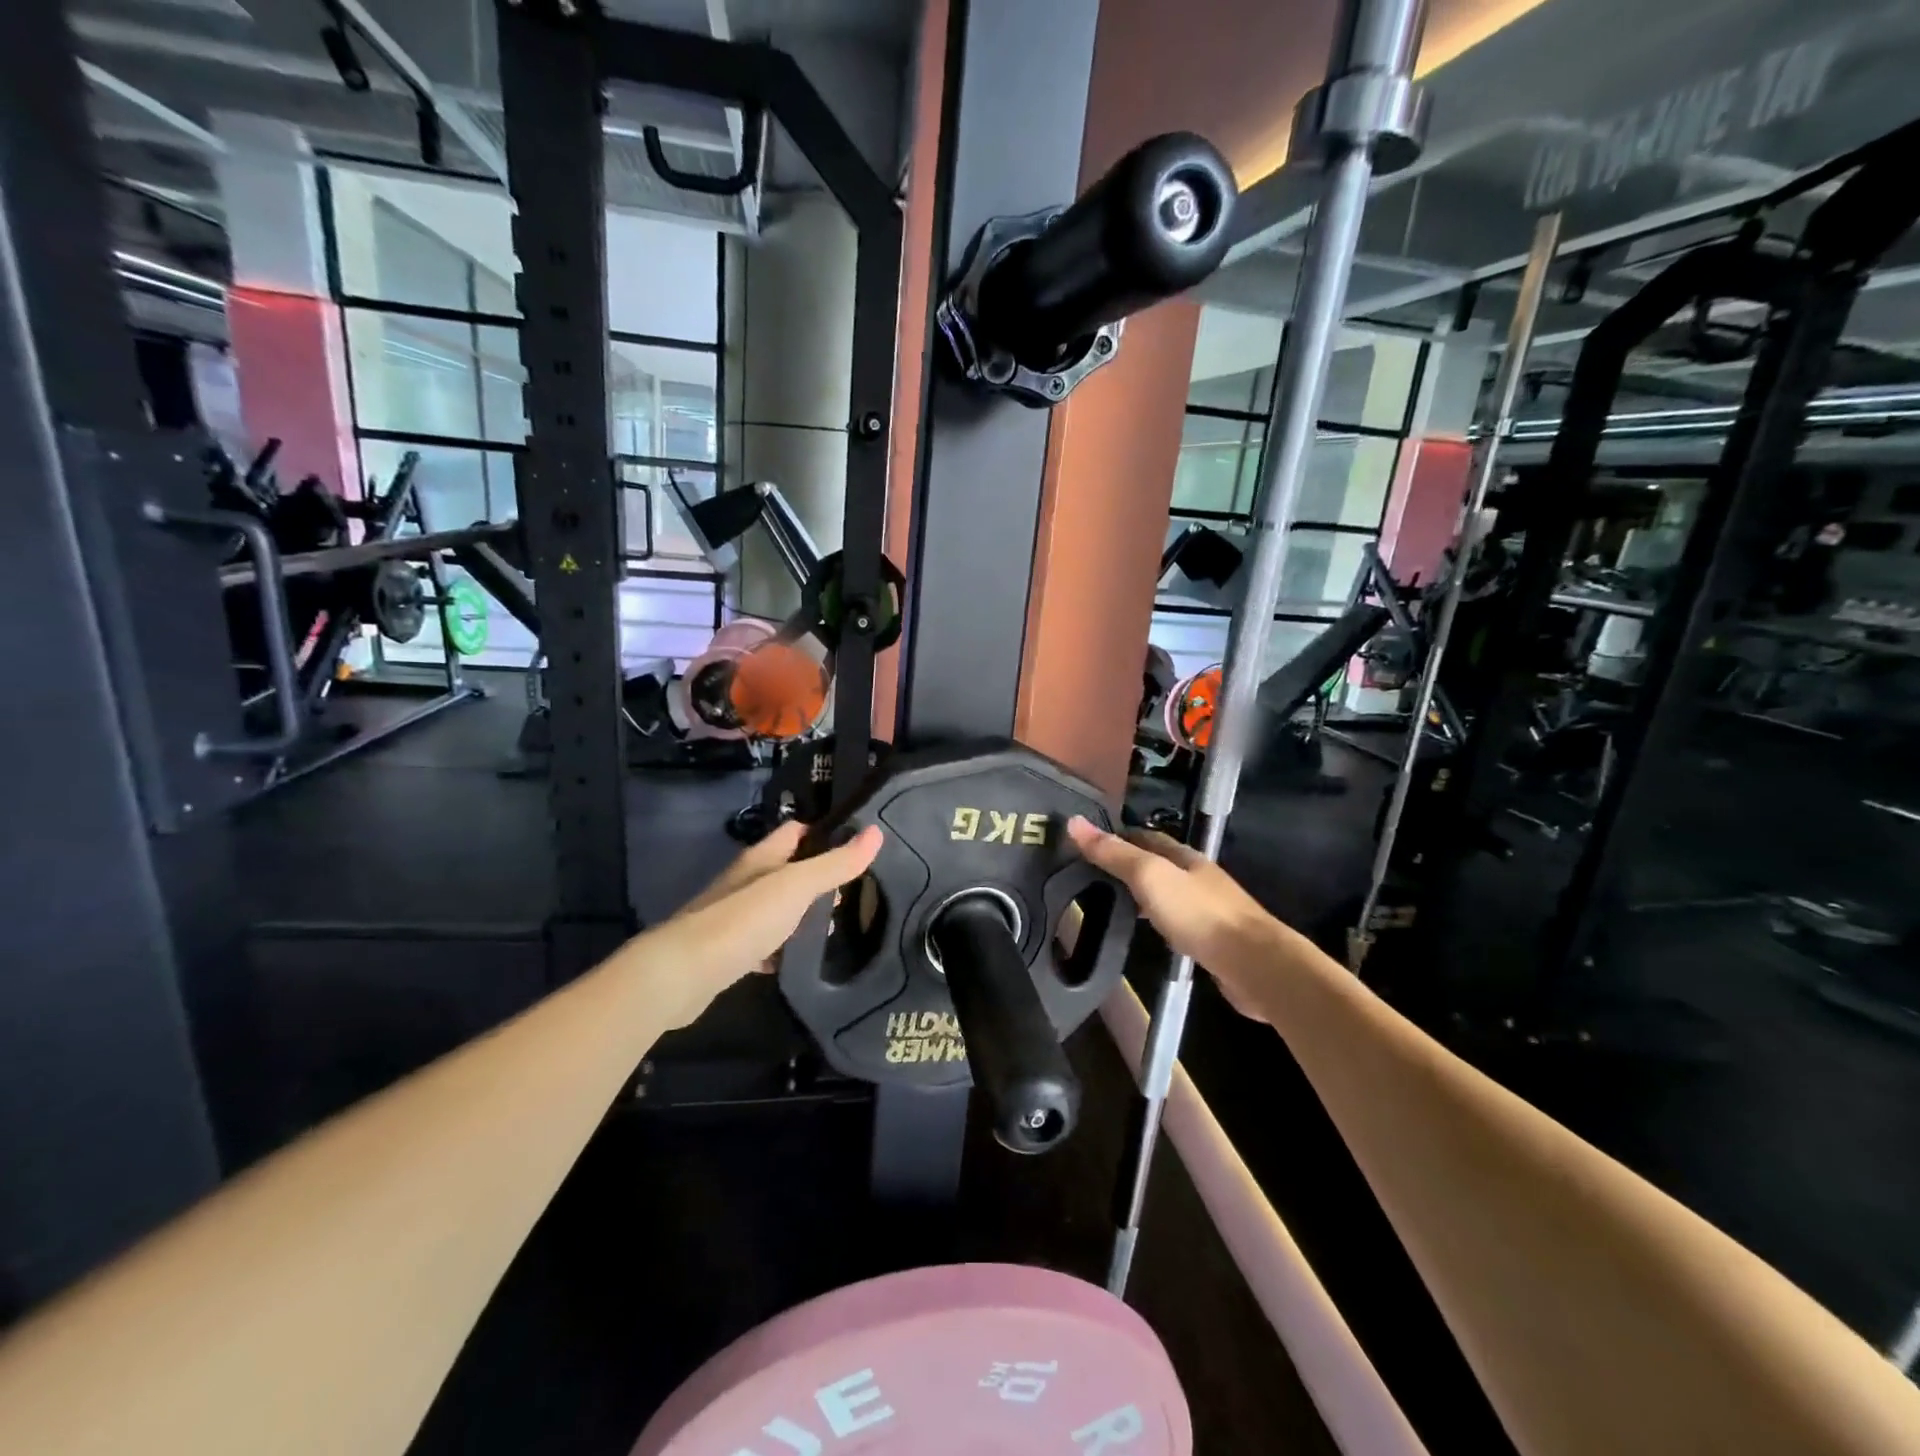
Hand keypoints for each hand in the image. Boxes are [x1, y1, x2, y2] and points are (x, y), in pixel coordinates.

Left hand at [644, 821, 883, 1028]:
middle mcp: (747, 881)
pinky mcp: (730, 951)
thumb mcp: (797, 886)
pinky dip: (783, 949)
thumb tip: (876, 832)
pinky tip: (800, 961)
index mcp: (762, 858)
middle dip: (820, 879)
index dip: (825, 833)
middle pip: (789, 870)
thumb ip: (835, 864)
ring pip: (778, 908)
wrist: (683, 974)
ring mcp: (735, 917)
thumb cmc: (743, 919)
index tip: (858, 847)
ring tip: (837, 929)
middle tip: (855, 895)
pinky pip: (764, 943)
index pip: (796, 831)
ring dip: (803, 916)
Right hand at [1065, 816, 1280, 1020]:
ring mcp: (1208, 908)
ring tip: (1111, 901)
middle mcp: (1197, 877)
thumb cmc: (1198, 914)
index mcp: (1184, 857)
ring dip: (1143, 893)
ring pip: (1168, 893)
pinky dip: (1158, 919)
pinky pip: (1178, 920)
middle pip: (1158, 863)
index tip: (1087, 843)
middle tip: (1092, 874)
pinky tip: (1148, 931)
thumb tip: (1074, 822)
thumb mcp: (1150, 877)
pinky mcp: (1212, 938)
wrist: (1254, 964)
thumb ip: (1114, 853)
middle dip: (1128, 864)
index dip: (1117, 836)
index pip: (1145, 837)